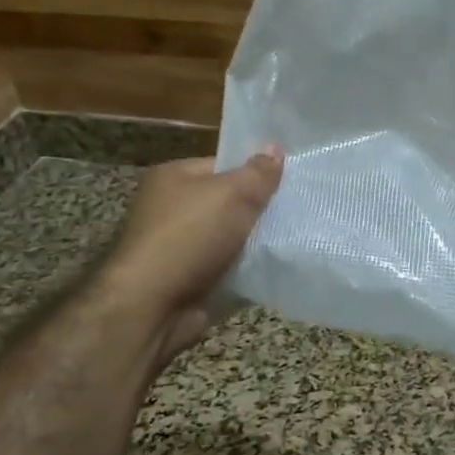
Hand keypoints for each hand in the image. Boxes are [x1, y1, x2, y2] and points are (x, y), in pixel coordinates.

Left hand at [103, 148, 283, 331]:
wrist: (154, 306)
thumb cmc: (189, 237)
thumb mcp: (231, 194)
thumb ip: (258, 173)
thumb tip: (275, 147)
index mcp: (175, 177)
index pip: (224, 164)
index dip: (257, 171)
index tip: (291, 180)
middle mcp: (174, 208)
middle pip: (231, 201)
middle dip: (262, 208)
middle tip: (301, 209)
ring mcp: (183, 246)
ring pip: (235, 237)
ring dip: (260, 242)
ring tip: (298, 238)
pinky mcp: (194, 279)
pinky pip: (233, 267)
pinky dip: (252, 269)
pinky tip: (280, 267)